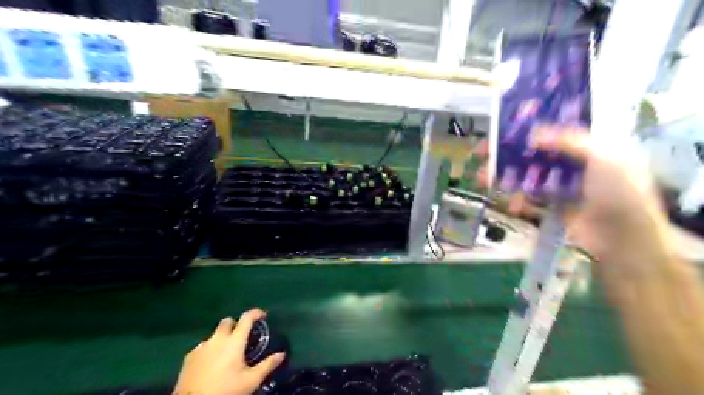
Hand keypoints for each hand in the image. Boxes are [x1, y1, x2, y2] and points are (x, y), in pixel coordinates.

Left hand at [174, 309, 285, 394]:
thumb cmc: (225, 391)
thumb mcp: (251, 381)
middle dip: (236, 325)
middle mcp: (217, 339)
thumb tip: (282, 354)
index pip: (247, 318)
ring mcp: (201, 347)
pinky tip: (212, 364)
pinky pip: (203, 346)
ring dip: (222, 338)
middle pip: (228, 322)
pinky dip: (210, 350)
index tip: (263, 315)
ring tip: (227, 354)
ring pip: (214, 335)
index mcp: (234, 341)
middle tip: (243, 337)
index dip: (256, 313)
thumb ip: (267, 365)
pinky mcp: (189, 358)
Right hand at [473, 129, 669, 272]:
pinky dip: (520, 201)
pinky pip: (532, 199)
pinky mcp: (555, 207)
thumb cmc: (620, 194)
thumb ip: (569, 141)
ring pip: (529, 176)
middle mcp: (576, 164)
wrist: (624, 242)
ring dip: (506, 177)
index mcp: (593, 147)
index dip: (531, 127)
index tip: (505, 128)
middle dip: (509, 153)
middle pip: (536, 153)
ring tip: (483, 179)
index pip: (557, 130)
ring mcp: (564, 186)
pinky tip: (514, 205)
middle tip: (483, 154)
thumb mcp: (604, 157)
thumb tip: (534, 134)